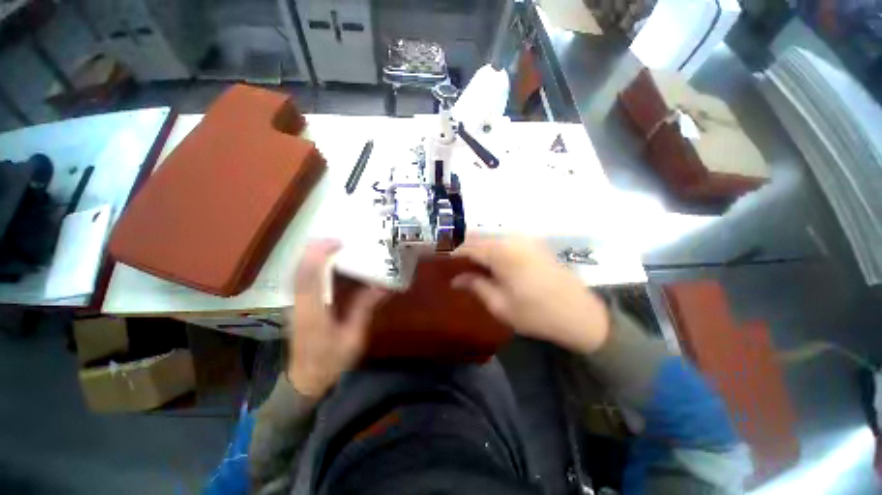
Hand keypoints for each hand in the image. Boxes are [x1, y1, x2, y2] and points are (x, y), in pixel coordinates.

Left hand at [286, 240, 385, 396]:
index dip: (319, 256)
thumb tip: (382, 286)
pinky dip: (313, 266)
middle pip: (299, 270)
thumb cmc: (331, 361)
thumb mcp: (353, 337)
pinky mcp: (299, 305)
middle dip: (314, 250)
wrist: (306, 380)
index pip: (309, 278)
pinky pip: (303, 280)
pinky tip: (328, 263)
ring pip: (299, 273)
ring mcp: (297, 304)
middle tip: (335, 238)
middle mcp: (300, 304)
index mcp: (313, 313)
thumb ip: (364, 309)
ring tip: (333, 245)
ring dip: (313, 256)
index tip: (336, 242)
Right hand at [453, 236, 608, 353]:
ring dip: (476, 247)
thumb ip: (475, 286)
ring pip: (491, 238)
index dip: (451, 251)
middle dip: (462, 246)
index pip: (468, 246)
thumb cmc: (537, 314)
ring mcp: (526, 240)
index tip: (439, 257)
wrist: (581, 315)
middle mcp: (513, 239)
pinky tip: (487, 261)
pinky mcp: (534, 245)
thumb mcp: (500, 304)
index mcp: (502, 252)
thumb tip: (456, 279)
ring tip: (466, 262)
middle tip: (450, 259)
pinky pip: (505, 241)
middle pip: (479, 237)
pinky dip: (491, 248)